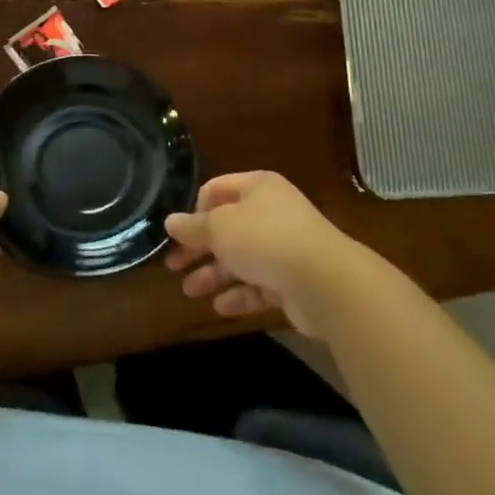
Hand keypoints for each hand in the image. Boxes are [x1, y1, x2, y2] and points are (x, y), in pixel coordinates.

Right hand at [164, 172, 375, 338]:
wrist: (324, 281)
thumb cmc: (265, 240)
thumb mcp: (220, 228)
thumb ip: (193, 227)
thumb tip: (170, 221)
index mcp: (257, 187)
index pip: (217, 190)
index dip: (194, 210)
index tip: (178, 234)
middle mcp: (271, 212)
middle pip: (227, 227)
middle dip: (200, 247)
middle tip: (173, 266)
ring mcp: (283, 247)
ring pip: (241, 258)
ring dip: (214, 273)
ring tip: (188, 291)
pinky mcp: (292, 280)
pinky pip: (258, 285)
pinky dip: (239, 294)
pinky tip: (219, 307)